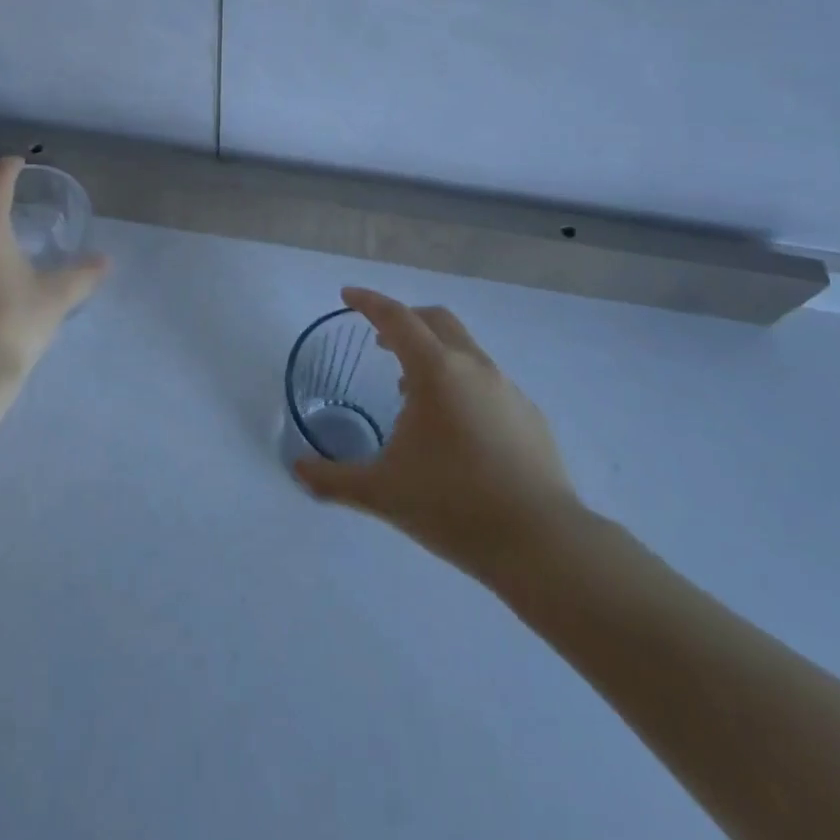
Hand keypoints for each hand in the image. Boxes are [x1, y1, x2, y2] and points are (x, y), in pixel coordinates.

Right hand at [294, 287, 581, 578]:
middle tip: (380, 343)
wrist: (542, 543)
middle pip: (435, 320)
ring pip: (464, 350)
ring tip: (412, 394)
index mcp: (436, 371)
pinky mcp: (529, 415)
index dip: (368, 302)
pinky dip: (461, 383)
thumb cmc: (453, 506)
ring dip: (434, 354)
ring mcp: (507, 388)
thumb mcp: (382, 492)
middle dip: (404, 320)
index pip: (396, 317)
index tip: (347, 295)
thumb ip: (333, 480)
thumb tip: (297, 472)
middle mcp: (473, 367)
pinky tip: (455, 429)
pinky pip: (486, 381)